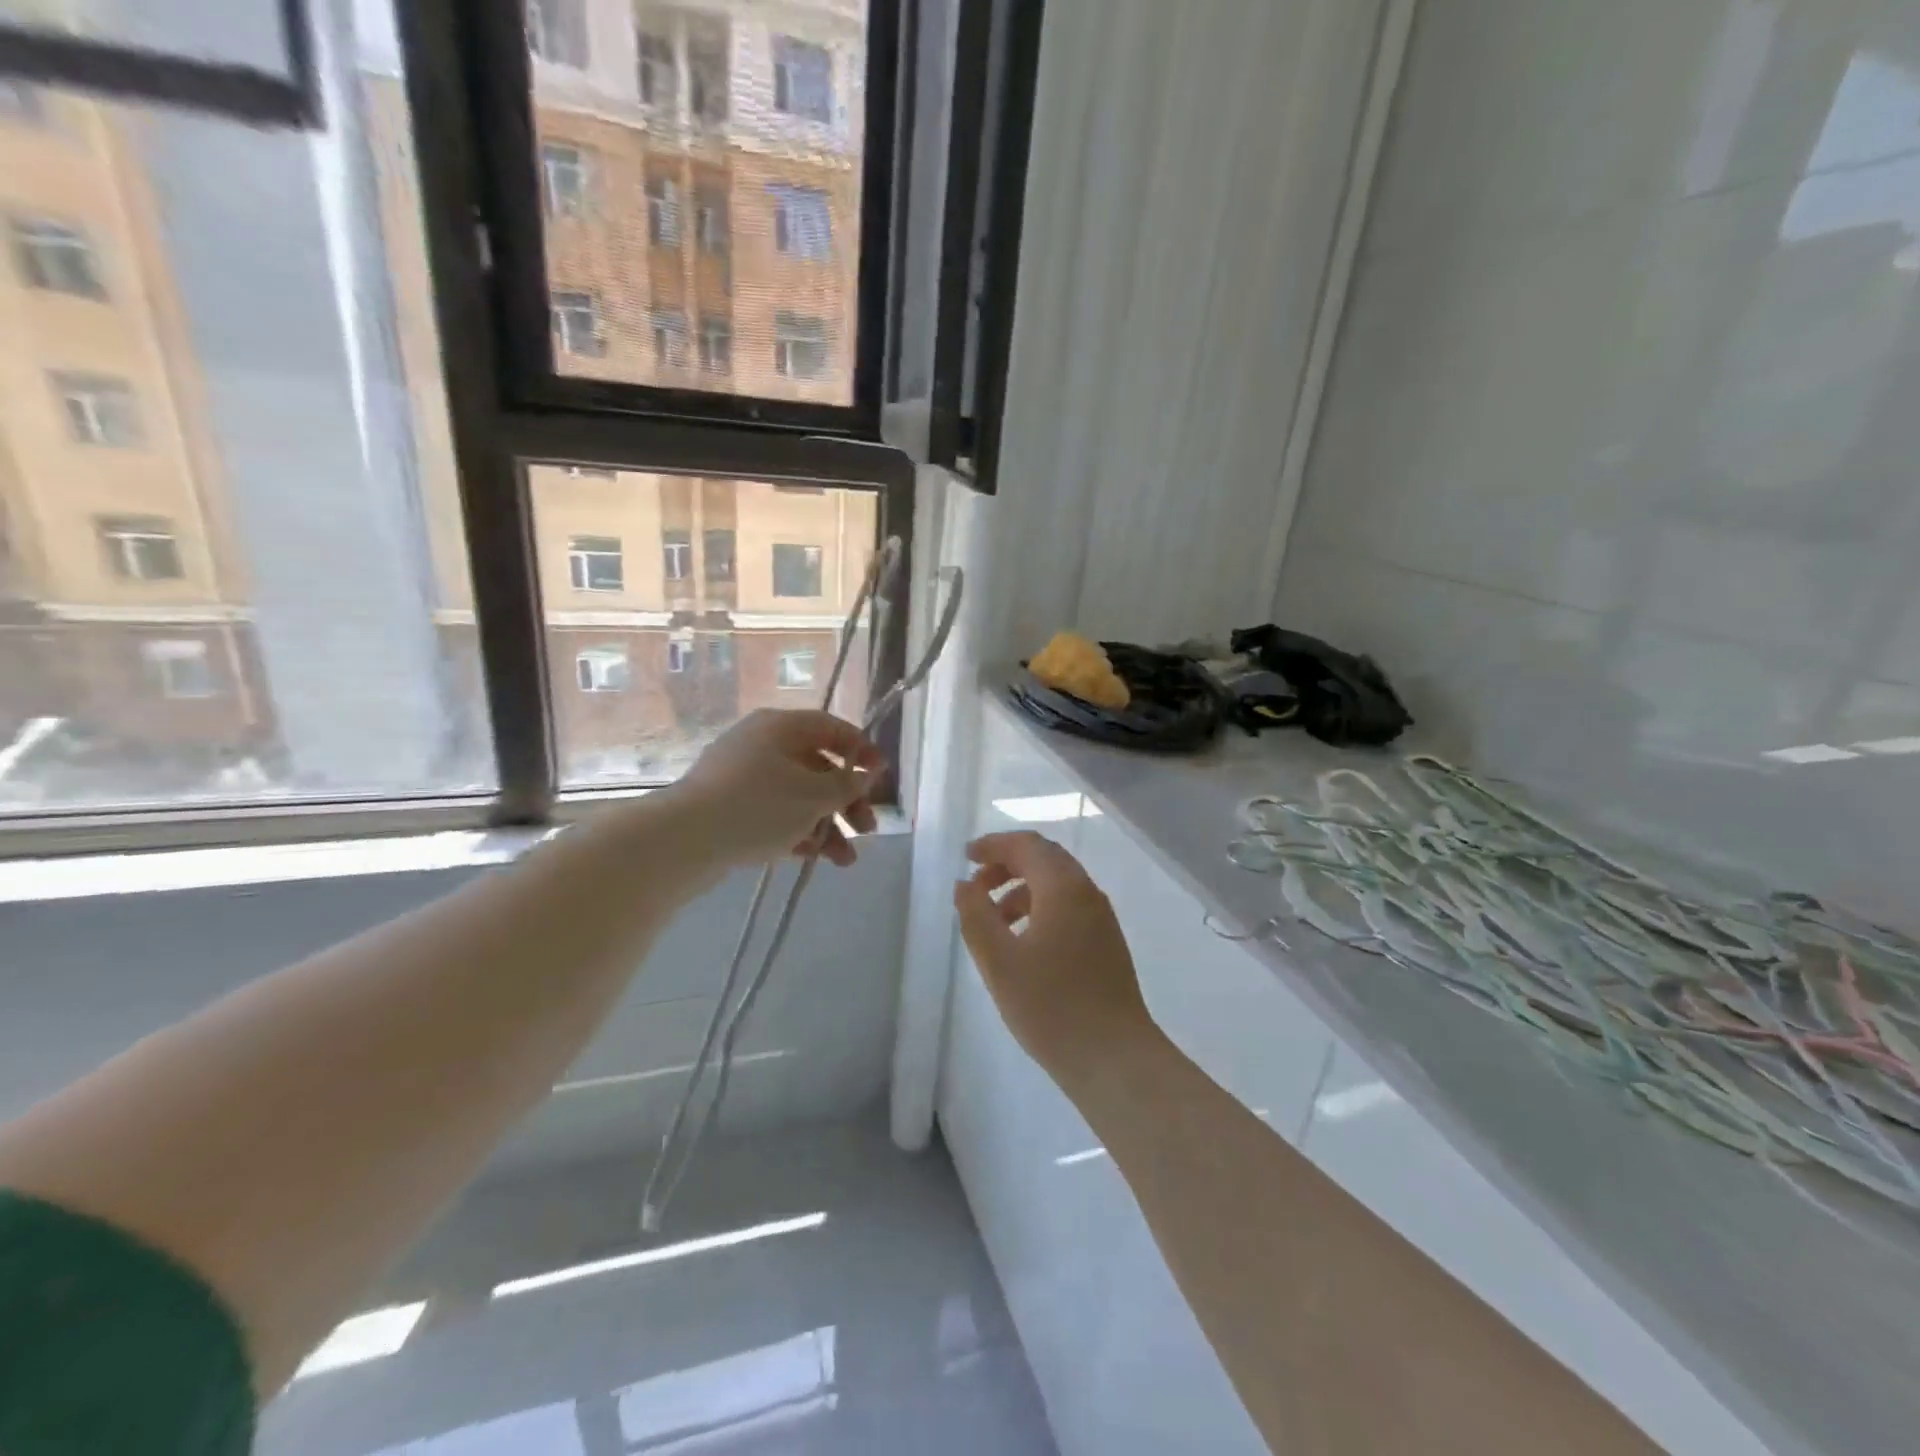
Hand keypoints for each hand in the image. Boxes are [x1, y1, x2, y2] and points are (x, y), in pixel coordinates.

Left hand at [672, 710, 883, 867]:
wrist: (683, 840)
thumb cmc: (758, 806)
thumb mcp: (814, 795)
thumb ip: (848, 784)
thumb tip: (867, 772)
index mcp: (781, 727)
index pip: (831, 728)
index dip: (862, 750)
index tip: (881, 775)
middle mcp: (761, 744)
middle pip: (818, 766)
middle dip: (847, 800)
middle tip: (867, 829)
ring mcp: (742, 776)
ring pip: (798, 795)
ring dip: (827, 824)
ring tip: (845, 861)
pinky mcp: (729, 807)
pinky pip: (774, 813)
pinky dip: (798, 831)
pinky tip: (815, 858)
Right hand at [954, 831, 1157, 1080]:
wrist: (1115, 1058)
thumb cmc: (1051, 1007)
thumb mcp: (999, 961)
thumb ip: (976, 916)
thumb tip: (965, 884)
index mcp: (1063, 888)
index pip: (1027, 845)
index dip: (994, 845)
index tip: (966, 857)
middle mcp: (1087, 893)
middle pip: (1045, 859)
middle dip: (1007, 864)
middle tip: (976, 885)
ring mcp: (1101, 918)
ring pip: (1057, 885)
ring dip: (1021, 889)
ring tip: (993, 920)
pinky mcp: (1107, 943)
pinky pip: (1069, 907)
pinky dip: (1039, 908)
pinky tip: (1022, 942)